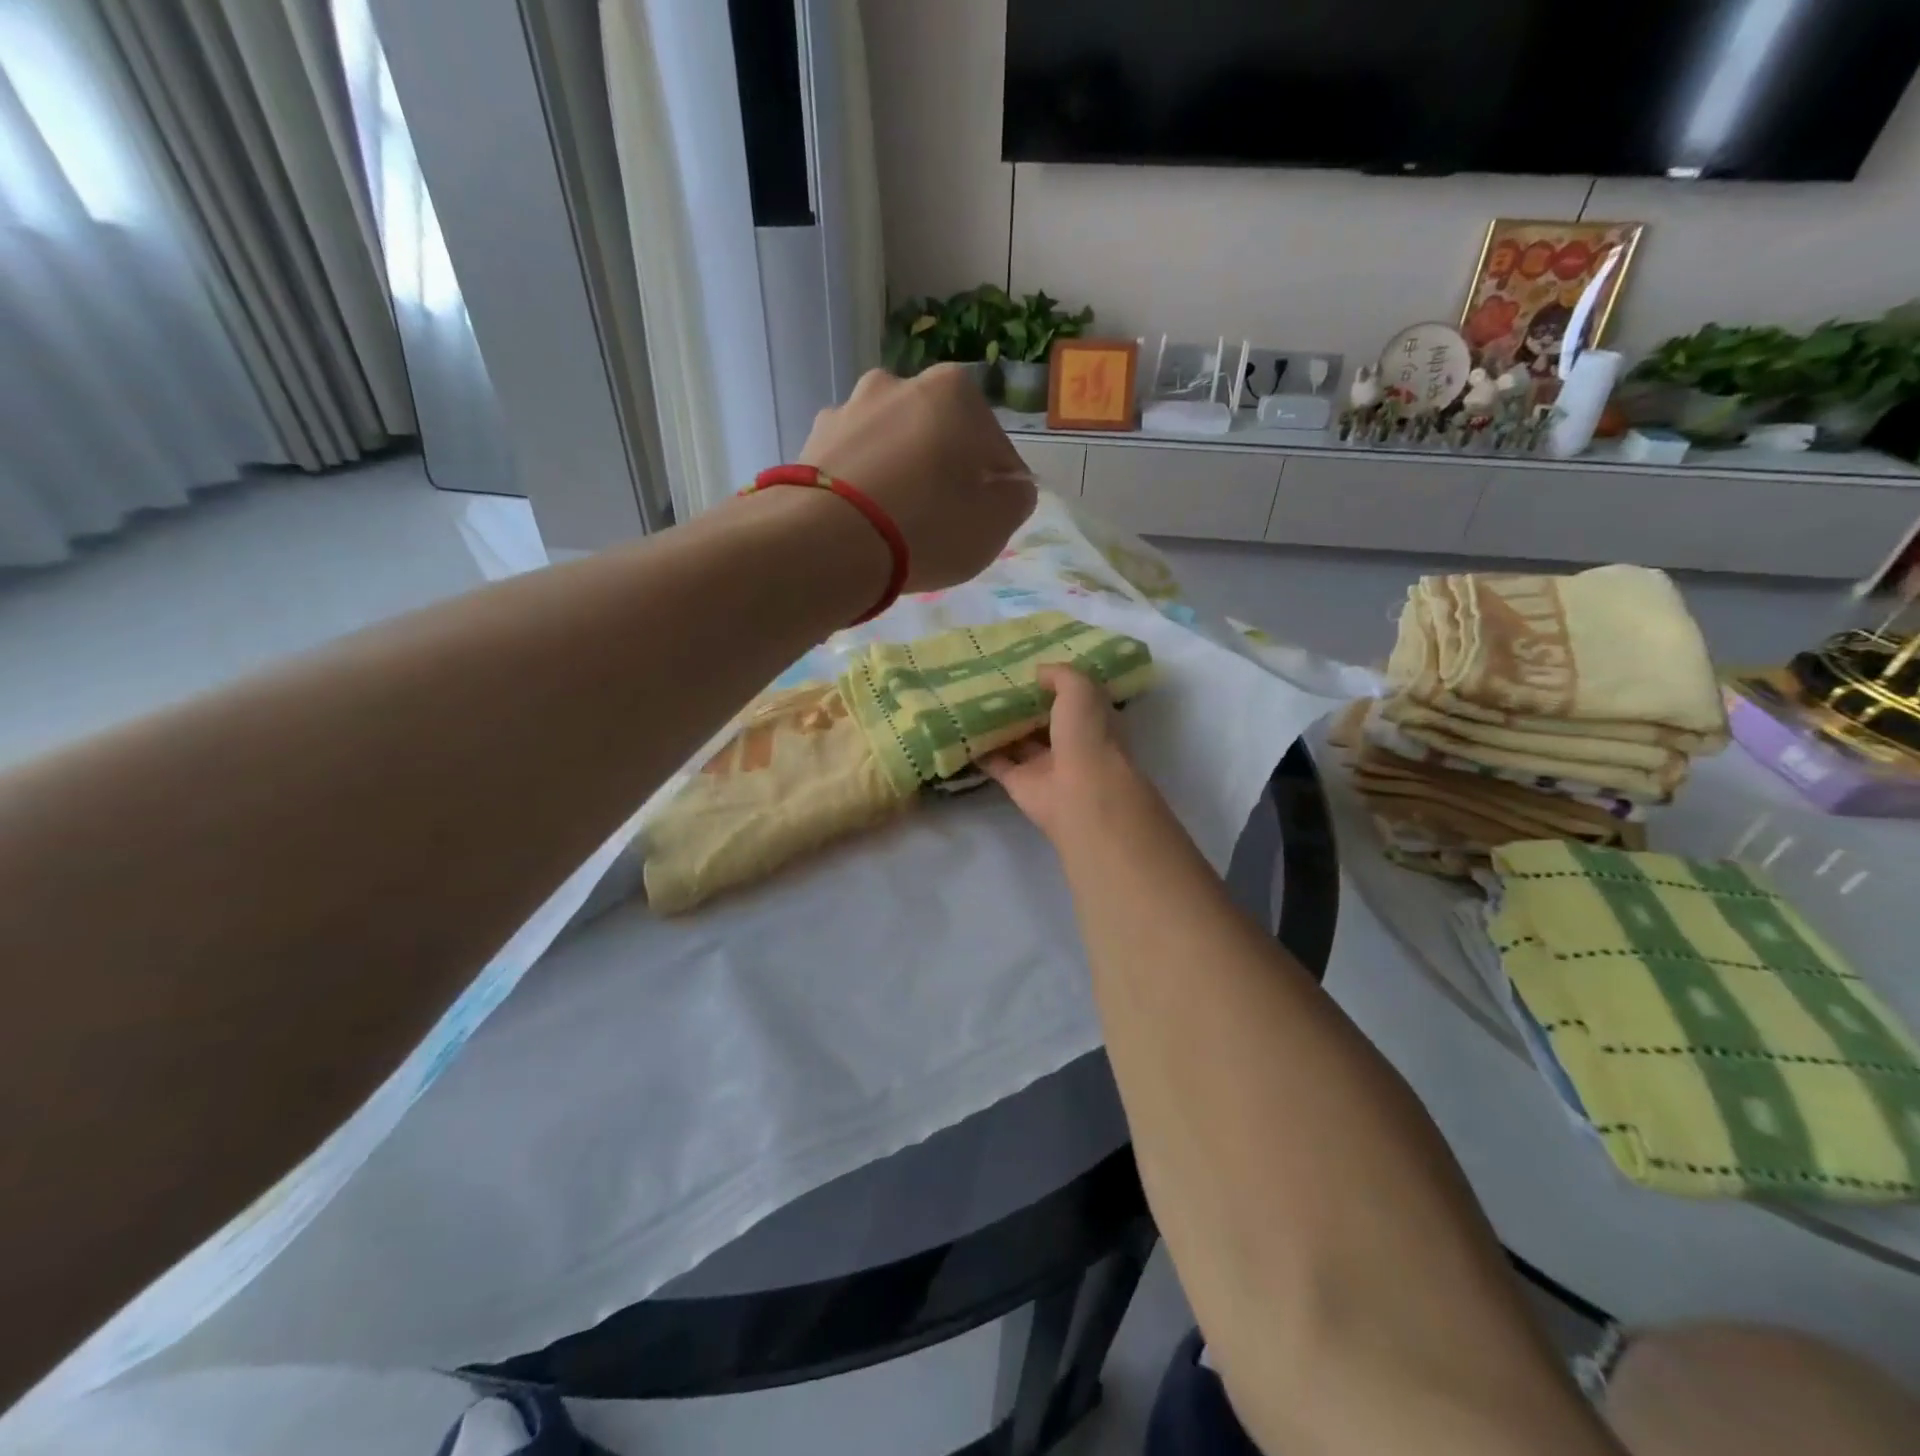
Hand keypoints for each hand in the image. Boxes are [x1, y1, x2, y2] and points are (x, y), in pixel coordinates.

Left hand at [800, 366, 1036, 592]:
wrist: (824, 544)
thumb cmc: (926, 528)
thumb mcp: (995, 524)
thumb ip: (1016, 497)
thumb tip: (1010, 486)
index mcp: (953, 392)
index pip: (994, 446)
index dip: (995, 488)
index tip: (984, 521)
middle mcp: (897, 383)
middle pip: (938, 437)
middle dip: (943, 473)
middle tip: (940, 523)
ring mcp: (847, 409)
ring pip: (892, 447)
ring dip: (899, 475)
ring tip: (894, 525)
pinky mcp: (809, 442)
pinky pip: (852, 465)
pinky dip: (861, 486)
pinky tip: (860, 523)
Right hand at [984, 664, 1146, 843]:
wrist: (1079, 794)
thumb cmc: (1087, 735)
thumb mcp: (1080, 690)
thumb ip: (1059, 675)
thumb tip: (1037, 672)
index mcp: (1089, 718)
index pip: (1069, 696)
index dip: (1050, 680)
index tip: (1023, 663)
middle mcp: (1067, 740)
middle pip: (1039, 717)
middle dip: (1018, 701)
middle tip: (987, 678)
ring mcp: (1041, 763)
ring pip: (1015, 739)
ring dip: (996, 724)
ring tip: (967, 699)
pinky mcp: (1017, 782)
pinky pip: (994, 761)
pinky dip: (978, 749)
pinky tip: (960, 729)